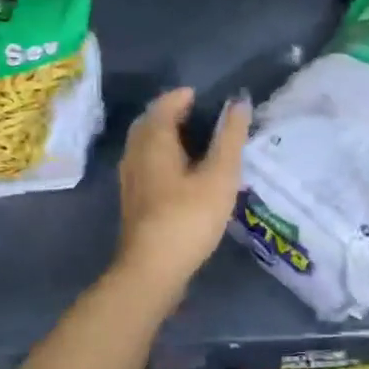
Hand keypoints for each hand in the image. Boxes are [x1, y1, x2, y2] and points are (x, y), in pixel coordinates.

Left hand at [115, 88, 251, 294]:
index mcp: (153, 140)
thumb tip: (239, 102)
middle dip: (171, 113)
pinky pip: (145, 163)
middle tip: (199, 115)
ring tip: (194, 141)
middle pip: (150, 122)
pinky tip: (181, 173)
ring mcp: (130, 178)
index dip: (183, 97)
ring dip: (165, 135)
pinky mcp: (132, 200)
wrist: (151, 271)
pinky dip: (161, 156)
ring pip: (144, 144)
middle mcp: (135, 153)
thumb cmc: (188, 218)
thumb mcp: (219, 176)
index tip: (204, 97)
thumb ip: (230, 137)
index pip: (164, 105)